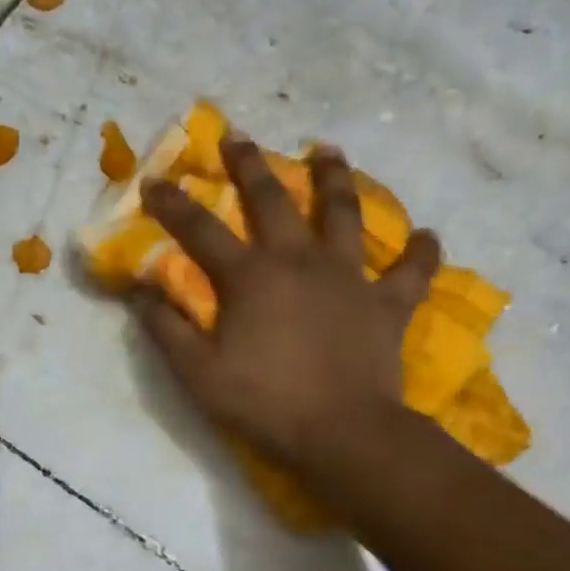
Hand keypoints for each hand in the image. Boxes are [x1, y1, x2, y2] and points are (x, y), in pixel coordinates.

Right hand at [135, 135, 440, 484]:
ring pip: (344, 213)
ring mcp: (349, 277)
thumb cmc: (264, 403)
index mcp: (250, 277)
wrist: (342, 433)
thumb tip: (141, 292)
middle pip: (273, 200)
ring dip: (334, 178)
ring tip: (328, 151)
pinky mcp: (388, 303)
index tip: (154, 180)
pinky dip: (421, 252)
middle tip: (239, 138)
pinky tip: (428, 235)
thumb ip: (167, 329)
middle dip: (250, 165)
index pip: (200, 230)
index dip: (173, 204)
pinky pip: (411, 272)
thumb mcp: (198, 374)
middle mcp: (299, 261)